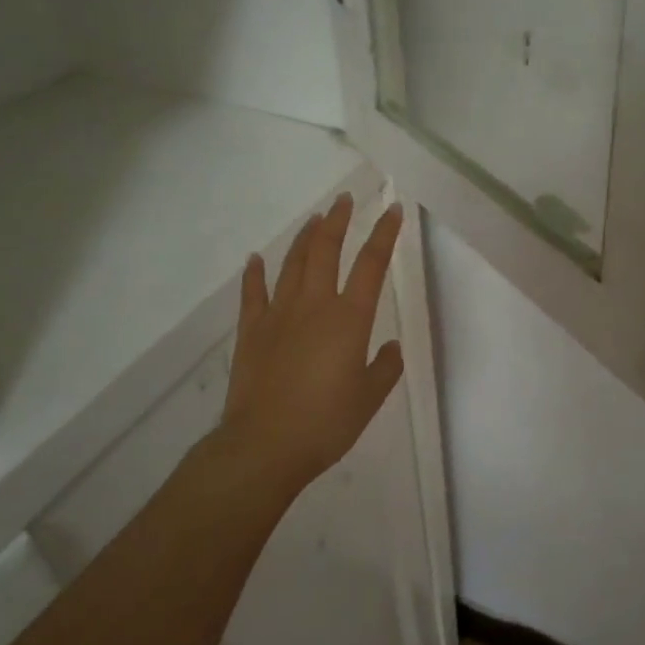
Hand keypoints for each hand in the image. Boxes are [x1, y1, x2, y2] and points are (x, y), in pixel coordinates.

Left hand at [219, 194, 404, 488]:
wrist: (264, 445)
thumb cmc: (326, 423)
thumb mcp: (370, 398)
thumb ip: (385, 368)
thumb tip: (390, 348)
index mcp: (349, 319)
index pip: (371, 264)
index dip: (384, 234)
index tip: (393, 209)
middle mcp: (314, 306)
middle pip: (326, 251)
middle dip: (338, 221)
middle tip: (345, 199)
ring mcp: (278, 315)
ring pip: (292, 264)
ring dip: (305, 238)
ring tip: (315, 219)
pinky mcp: (251, 331)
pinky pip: (253, 293)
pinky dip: (255, 273)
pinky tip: (256, 259)